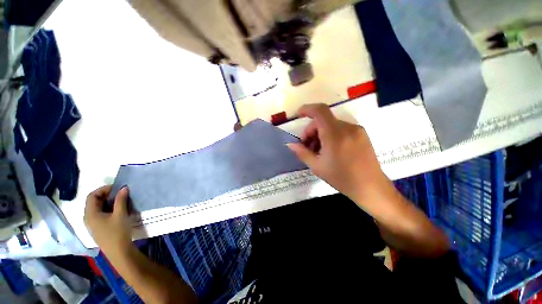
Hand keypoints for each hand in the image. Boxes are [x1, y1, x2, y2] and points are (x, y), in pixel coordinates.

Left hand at [84, 185, 132, 255]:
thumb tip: (123, 188)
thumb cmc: (117, 232)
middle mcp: (88, 218)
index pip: (92, 196)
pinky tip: (117, 211)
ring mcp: (92, 224)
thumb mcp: (120, 214)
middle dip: (106, 195)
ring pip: (97, 208)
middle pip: (93, 202)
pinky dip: (108, 209)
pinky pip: (100, 214)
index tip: (117, 188)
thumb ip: (121, 200)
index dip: (103, 189)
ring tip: (120, 201)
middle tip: (120, 193)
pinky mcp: (98, 228)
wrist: (118, 251)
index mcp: (90, 214)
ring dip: (108, 202)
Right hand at [287, 104, 389, 202]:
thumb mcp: (317, 166)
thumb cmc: (341, 178)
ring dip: (321, 134)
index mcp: (335, 135)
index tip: (299, 114)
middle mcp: (347, 127)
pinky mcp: (361, 134)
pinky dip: (331, 135)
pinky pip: (341, 129)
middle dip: (311, 131)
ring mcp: (356, 130)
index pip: (320, 111)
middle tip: (307, 146)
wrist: (370, 187)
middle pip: (323, 120)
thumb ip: (302, 153)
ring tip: (319, 151)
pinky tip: (330, 149)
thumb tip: (290, 144)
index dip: (307, 109)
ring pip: (331, 125)